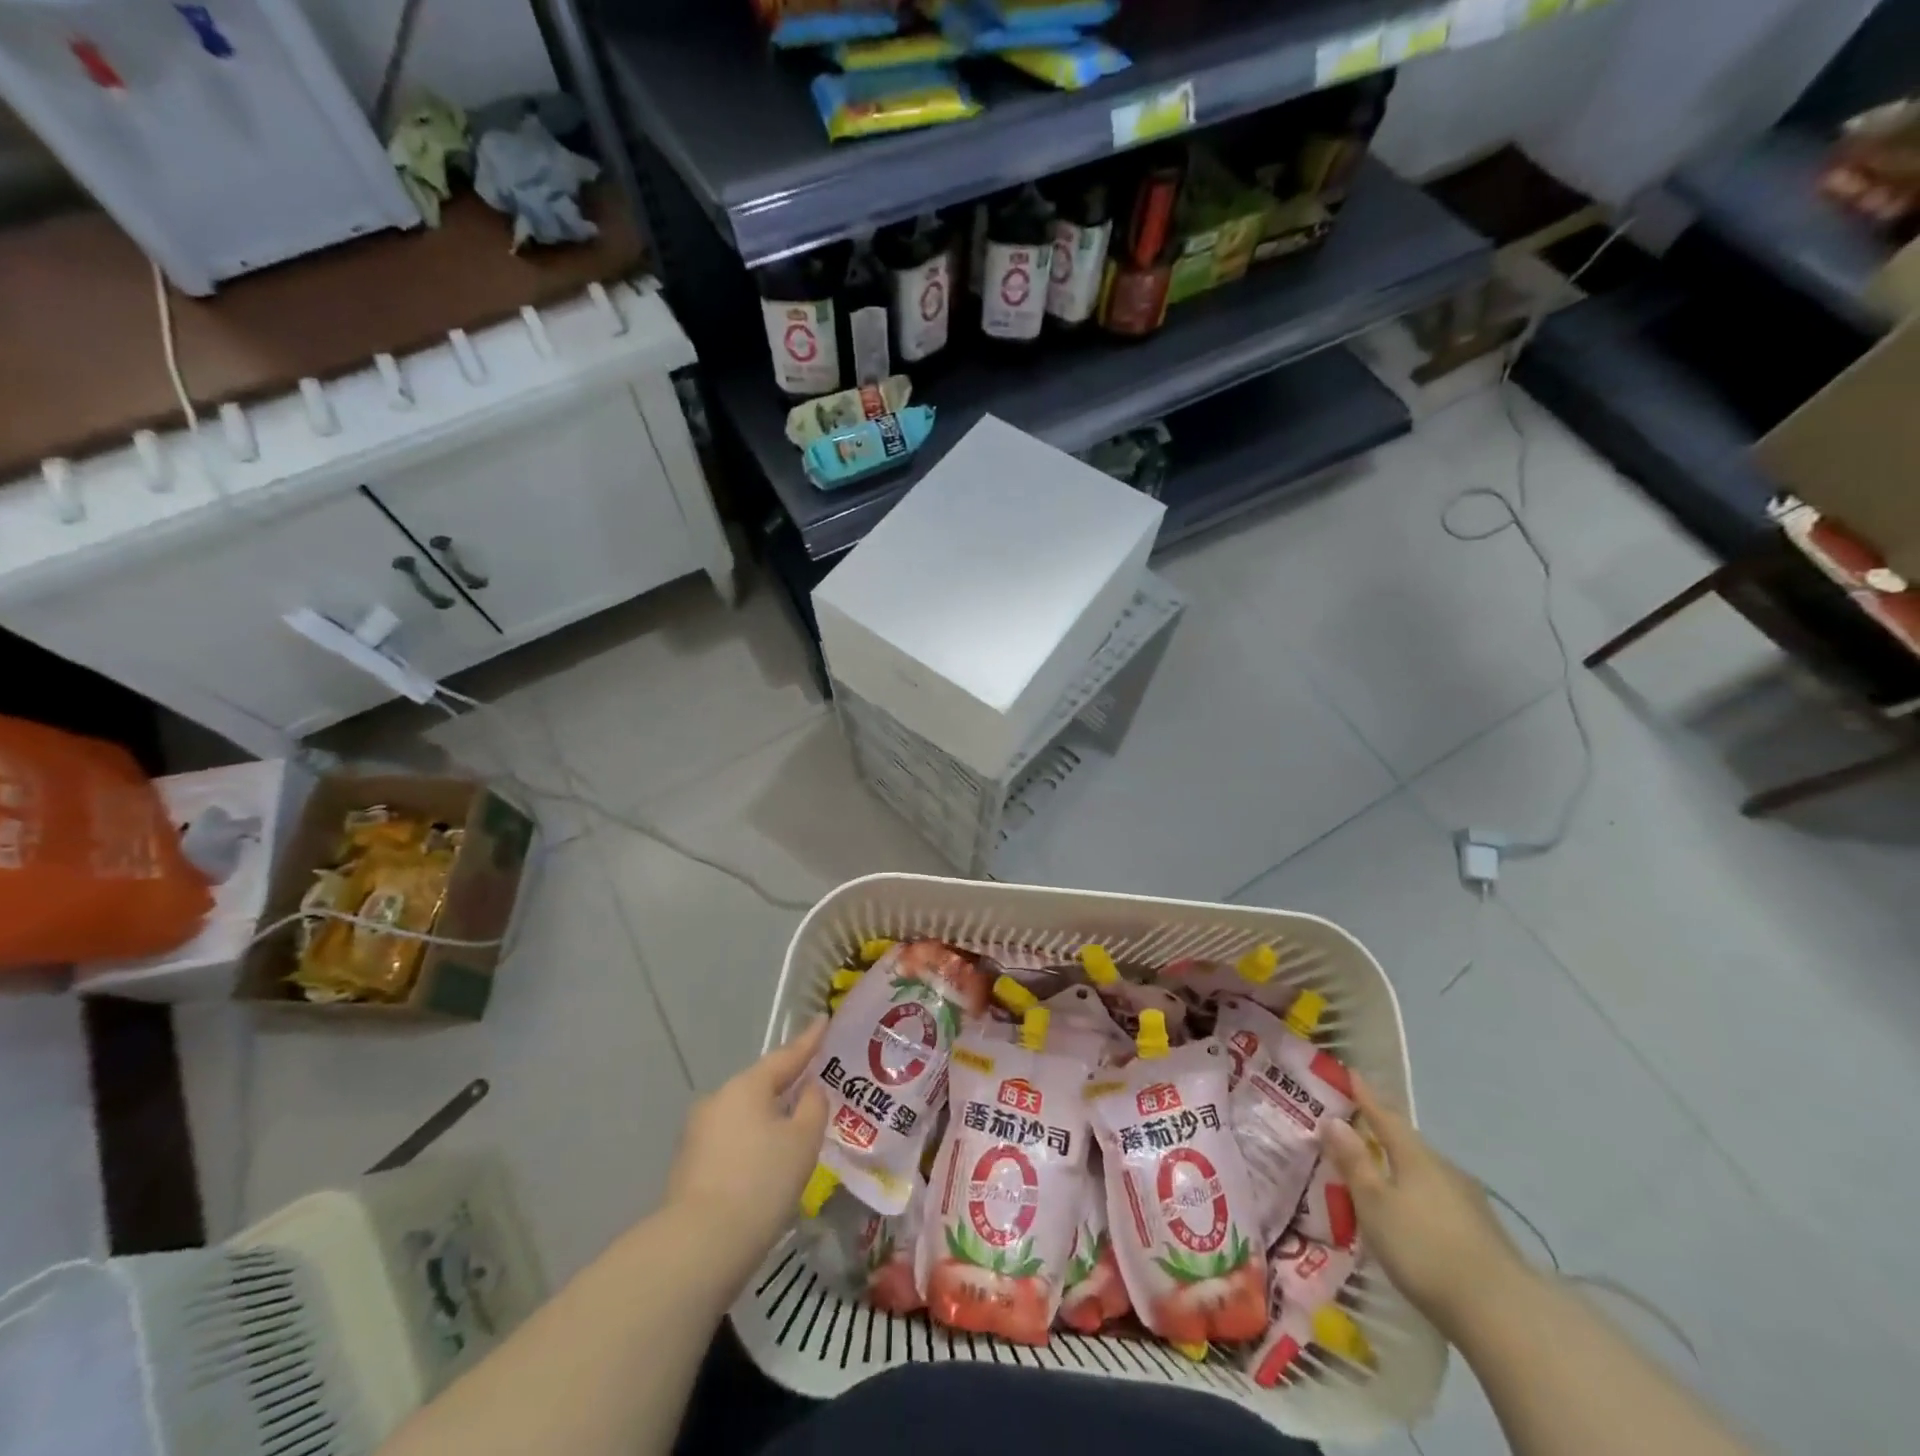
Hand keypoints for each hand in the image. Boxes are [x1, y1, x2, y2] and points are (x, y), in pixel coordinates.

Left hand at [665, 1018, 829, 1286]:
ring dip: (768, 1118)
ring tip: (795, 1129)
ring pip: (745, 1115)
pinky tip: (766, 1163)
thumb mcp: (803, 1140)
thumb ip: (813, 1105)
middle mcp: (718, 1100)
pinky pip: (732, 1141)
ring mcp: (698, 1133)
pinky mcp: (689, 1166)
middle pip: (761, 1085)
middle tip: (815, 1084)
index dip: (809, 1041)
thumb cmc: (761, 1182)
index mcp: (747, 1085)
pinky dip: (752, 1144)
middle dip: (787, 1085)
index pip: (786, 1056)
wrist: (699, 1247)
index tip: (824, 1020)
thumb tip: (809, 1089)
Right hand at [1322, 1073, 1532, 1332]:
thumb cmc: (1424, 1248)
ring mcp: (1468, 1201)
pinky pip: (1438, 1199)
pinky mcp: (1481, 1232)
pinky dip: (1417, 1197)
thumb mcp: (1375, 1204)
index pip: (1384, 1116)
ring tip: (1378, 1176)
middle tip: (1354, 1131)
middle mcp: (1444, 1169)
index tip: (1350, 1073)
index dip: (1365, 1096)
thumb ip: (1354, 1162)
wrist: (1503, 1314)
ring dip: (1399, 1169)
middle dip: (1381, 1135)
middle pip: (1406, 1144)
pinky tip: (1410, 1215)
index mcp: (1415, 1156)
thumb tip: (1333, 1120)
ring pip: (1424, 1173)